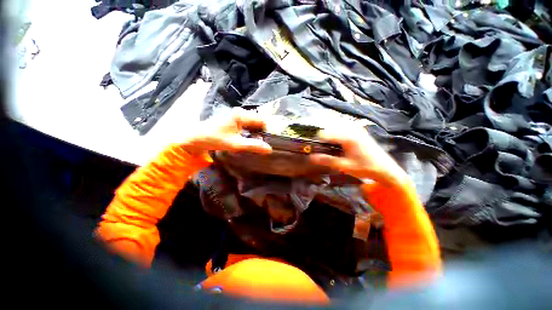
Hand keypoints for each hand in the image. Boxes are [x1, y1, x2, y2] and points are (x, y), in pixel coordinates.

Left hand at [181, 108, 271, 155]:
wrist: (195, 138)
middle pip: (259, 121)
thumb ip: (253, 145)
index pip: (262, 120)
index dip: (268, 131)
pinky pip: (248, 125)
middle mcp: (240, 112)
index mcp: (241, 115)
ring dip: (257, 133)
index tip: (271, 142)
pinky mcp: (235, 120)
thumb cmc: (214, 139)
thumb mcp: (235, 144)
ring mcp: (237, 116)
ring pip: (254, 124)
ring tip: (260, 144)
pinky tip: (252, 140)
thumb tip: (269, 149)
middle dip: (263, 133)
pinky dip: (252, 133)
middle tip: (265, 144)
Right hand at [309, 125, 409, 187]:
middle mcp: (352, 129)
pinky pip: (343, 126)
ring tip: (319, 136)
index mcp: (348, 137)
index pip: (326, 133)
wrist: (386, 169)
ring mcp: (356, 128)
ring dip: (327, 128)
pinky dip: (335, 129)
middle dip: (320, 131)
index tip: (310, 143)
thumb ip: (327, 160)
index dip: (316, 138)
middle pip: (330, 125)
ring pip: (336, 124)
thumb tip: (311, 157)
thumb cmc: (365, 168)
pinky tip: (332, 137)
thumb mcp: (345, 165)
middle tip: (312, 138)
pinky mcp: (359, 130)